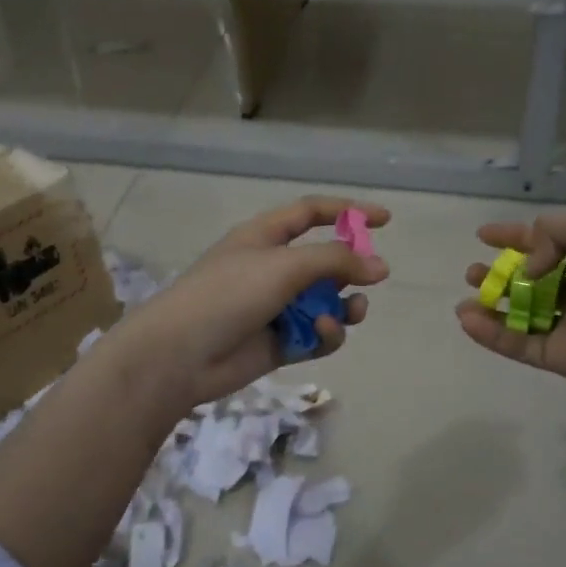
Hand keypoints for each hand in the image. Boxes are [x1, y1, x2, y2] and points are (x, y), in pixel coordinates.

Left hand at [107, 196, 389, 408]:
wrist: (179, 354)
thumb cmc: (228, 294)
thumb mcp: (284, 266)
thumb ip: (336, 261)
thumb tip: (380, 267)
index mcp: (265, 236)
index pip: (311, 213)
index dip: (348, 211)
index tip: (385, 220)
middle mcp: (272, 268)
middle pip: (325, 261)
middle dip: (351, 270)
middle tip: (372, 279)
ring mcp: (276, 306)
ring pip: (326, 301)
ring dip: (344, 306)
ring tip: (351, 312)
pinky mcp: (279, 342)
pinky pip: (316, 333)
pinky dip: (325, 333)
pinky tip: (322, 334)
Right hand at [456, 207, 565, 407]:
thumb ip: (552, 232)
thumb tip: (527, 267)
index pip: (545, 240)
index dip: (514, 236)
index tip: (483, 234)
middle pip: (528, 279)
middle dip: (498, 273)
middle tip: (473, 272)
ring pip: (519, 314)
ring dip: (489, 305)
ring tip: (466, 299)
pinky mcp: (560, 357)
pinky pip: (518, 344)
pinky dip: (491, 335)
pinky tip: (467, 321)